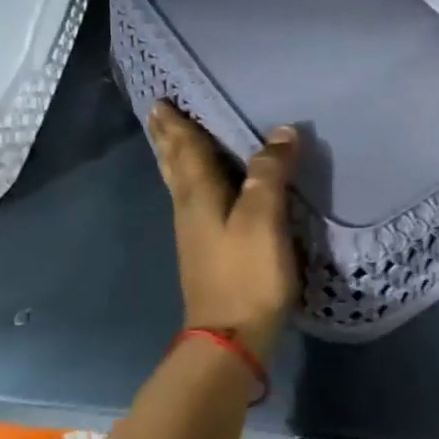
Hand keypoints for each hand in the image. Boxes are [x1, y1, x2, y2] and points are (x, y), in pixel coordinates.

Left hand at [148, 101, 300, 362]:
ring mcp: (194, 232)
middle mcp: (189, 208)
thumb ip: (269, 173)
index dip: (178, 124)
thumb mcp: (263, 219)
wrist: (229, 339)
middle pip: (175, 165)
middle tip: (158, 113)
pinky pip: (192, 200)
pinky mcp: (205, 251)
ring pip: (179, 183)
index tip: (162, 99)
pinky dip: (190, 181)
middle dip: (168, 138)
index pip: (186, 149)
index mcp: (199, 195)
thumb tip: (280, 131)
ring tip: (172, 140)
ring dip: (175, 157)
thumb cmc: (246, 275)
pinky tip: (200, 187)